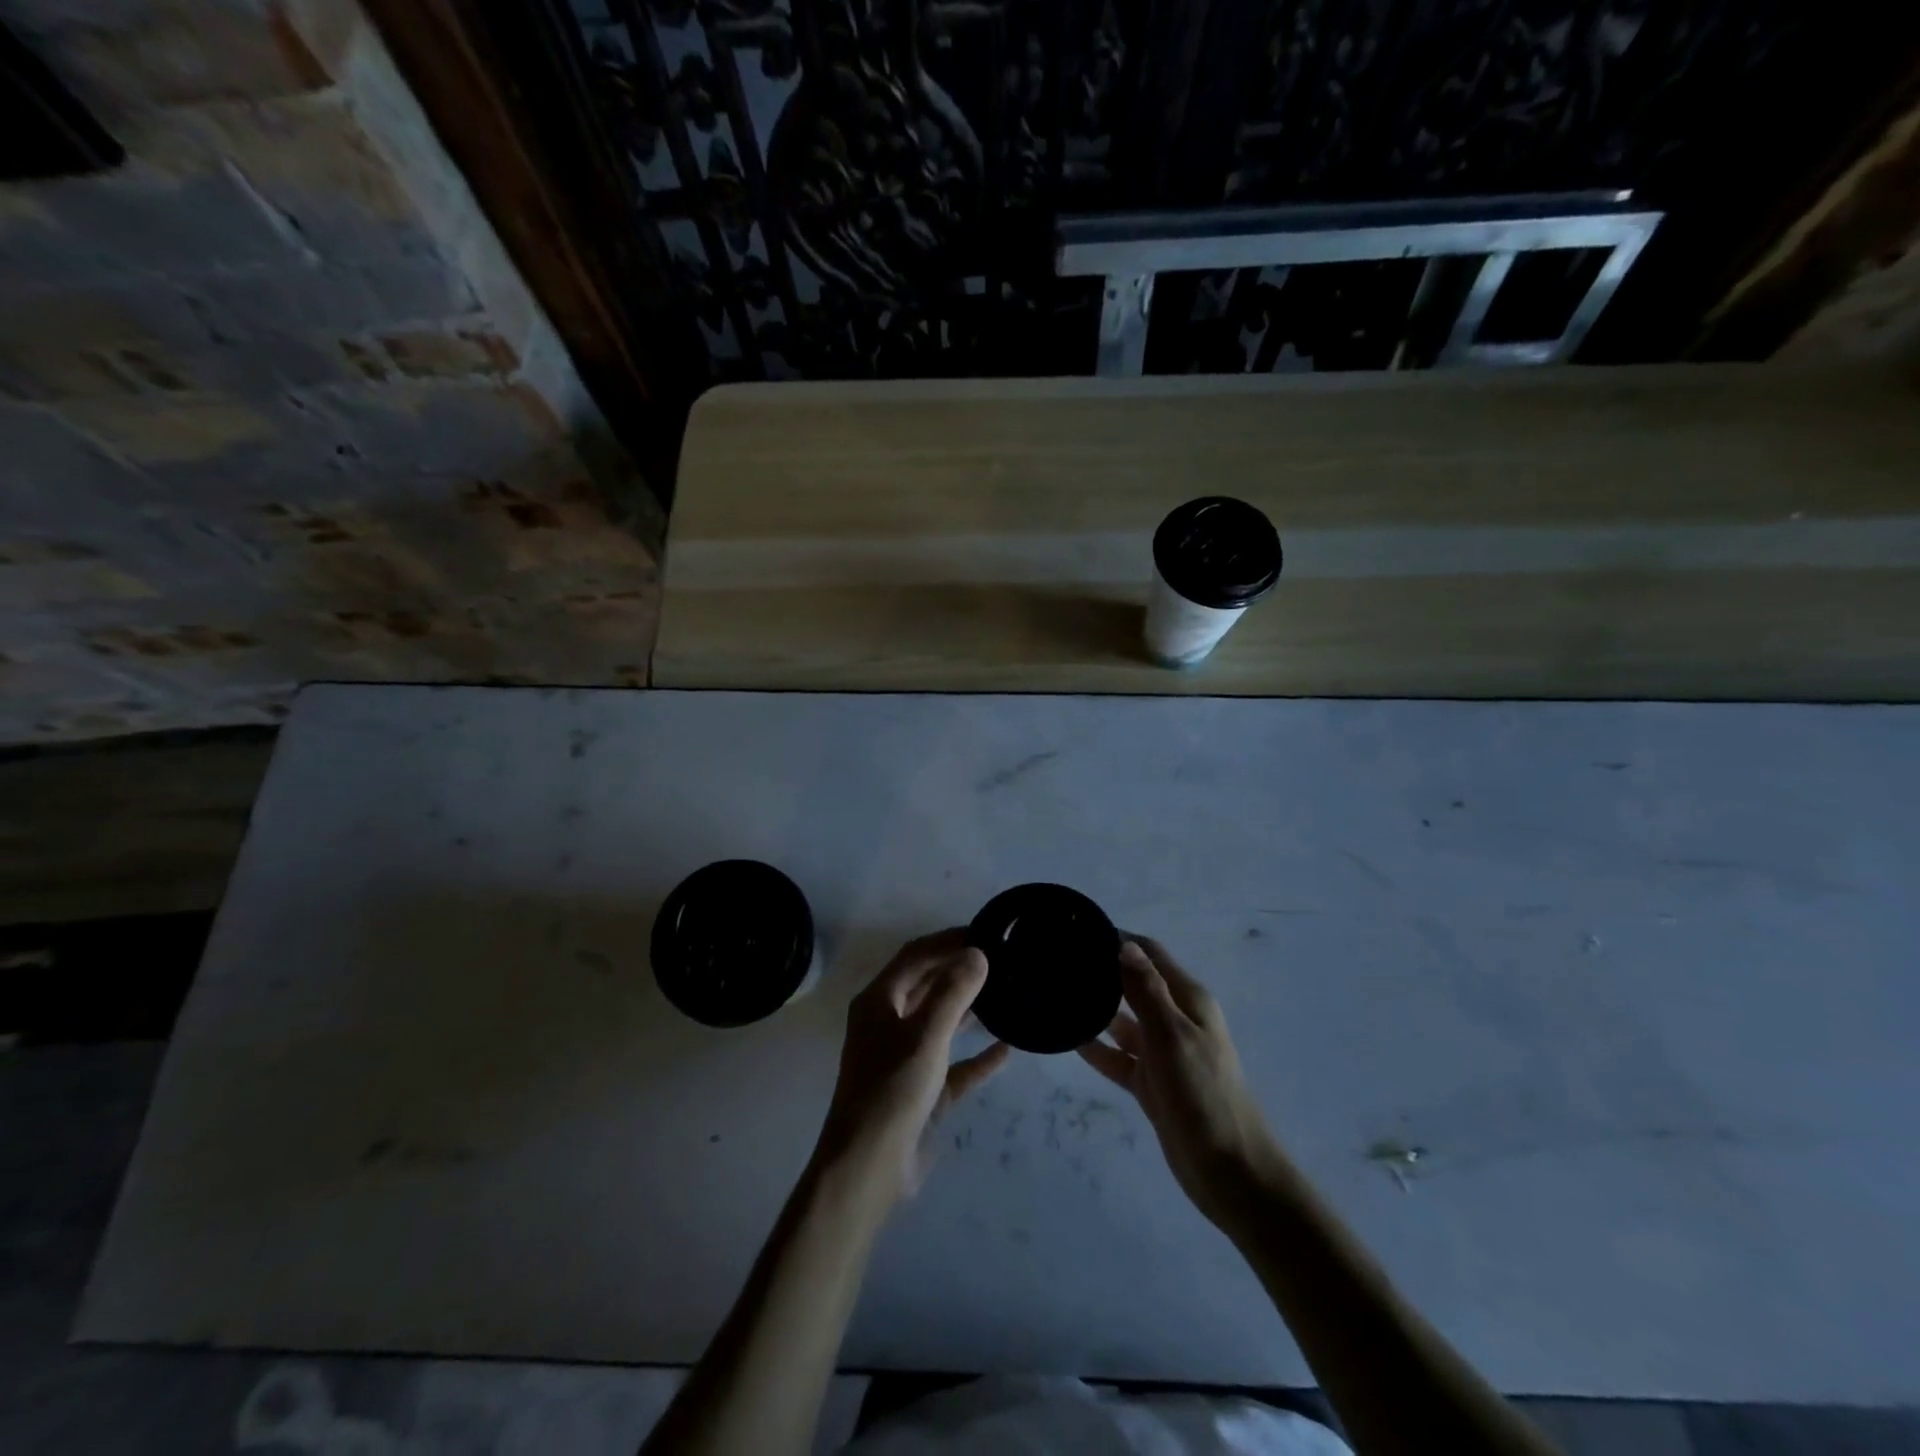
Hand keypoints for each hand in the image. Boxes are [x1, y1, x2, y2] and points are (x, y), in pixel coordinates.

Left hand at [812, 930, 1009, 1209]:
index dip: (947, 940)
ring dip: (968, 1008)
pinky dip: (976, 1056)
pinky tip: (1007, 1049)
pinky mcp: (922, 1090)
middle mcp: (889, 1023)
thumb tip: (977, 953)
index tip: (984, 932)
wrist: (869, 1170)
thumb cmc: (892, 1091)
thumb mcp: (926, 1036)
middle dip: (959, 969)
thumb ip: (953, 992)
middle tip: (1000, 958)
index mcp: (879, 1001)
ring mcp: (905, 1058)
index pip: (915, 956)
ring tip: (1005, 992)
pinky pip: (954, 1064)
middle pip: (927, 984)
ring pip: (941, 1022)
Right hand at [1078, 937, 1280, 1227]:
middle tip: (1057, 962)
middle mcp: (1175, 1019)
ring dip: (1095, 1009)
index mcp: (1188, 1000)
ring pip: (1122, 1021)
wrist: (1231, 1173)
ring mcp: (1162, 1053)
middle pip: (1133, 984)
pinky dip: (1097, 1048)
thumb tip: (1124, 944)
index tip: (1078, 931)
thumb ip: (1146, 990)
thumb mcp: (1172, 1036)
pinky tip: (1069, 1040)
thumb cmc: (1204, 1095)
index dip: (1118, 939)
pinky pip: (1118, 1057)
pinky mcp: (1152, 1083)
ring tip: (1055, 996)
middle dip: (1101, 972)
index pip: (1149, 954)